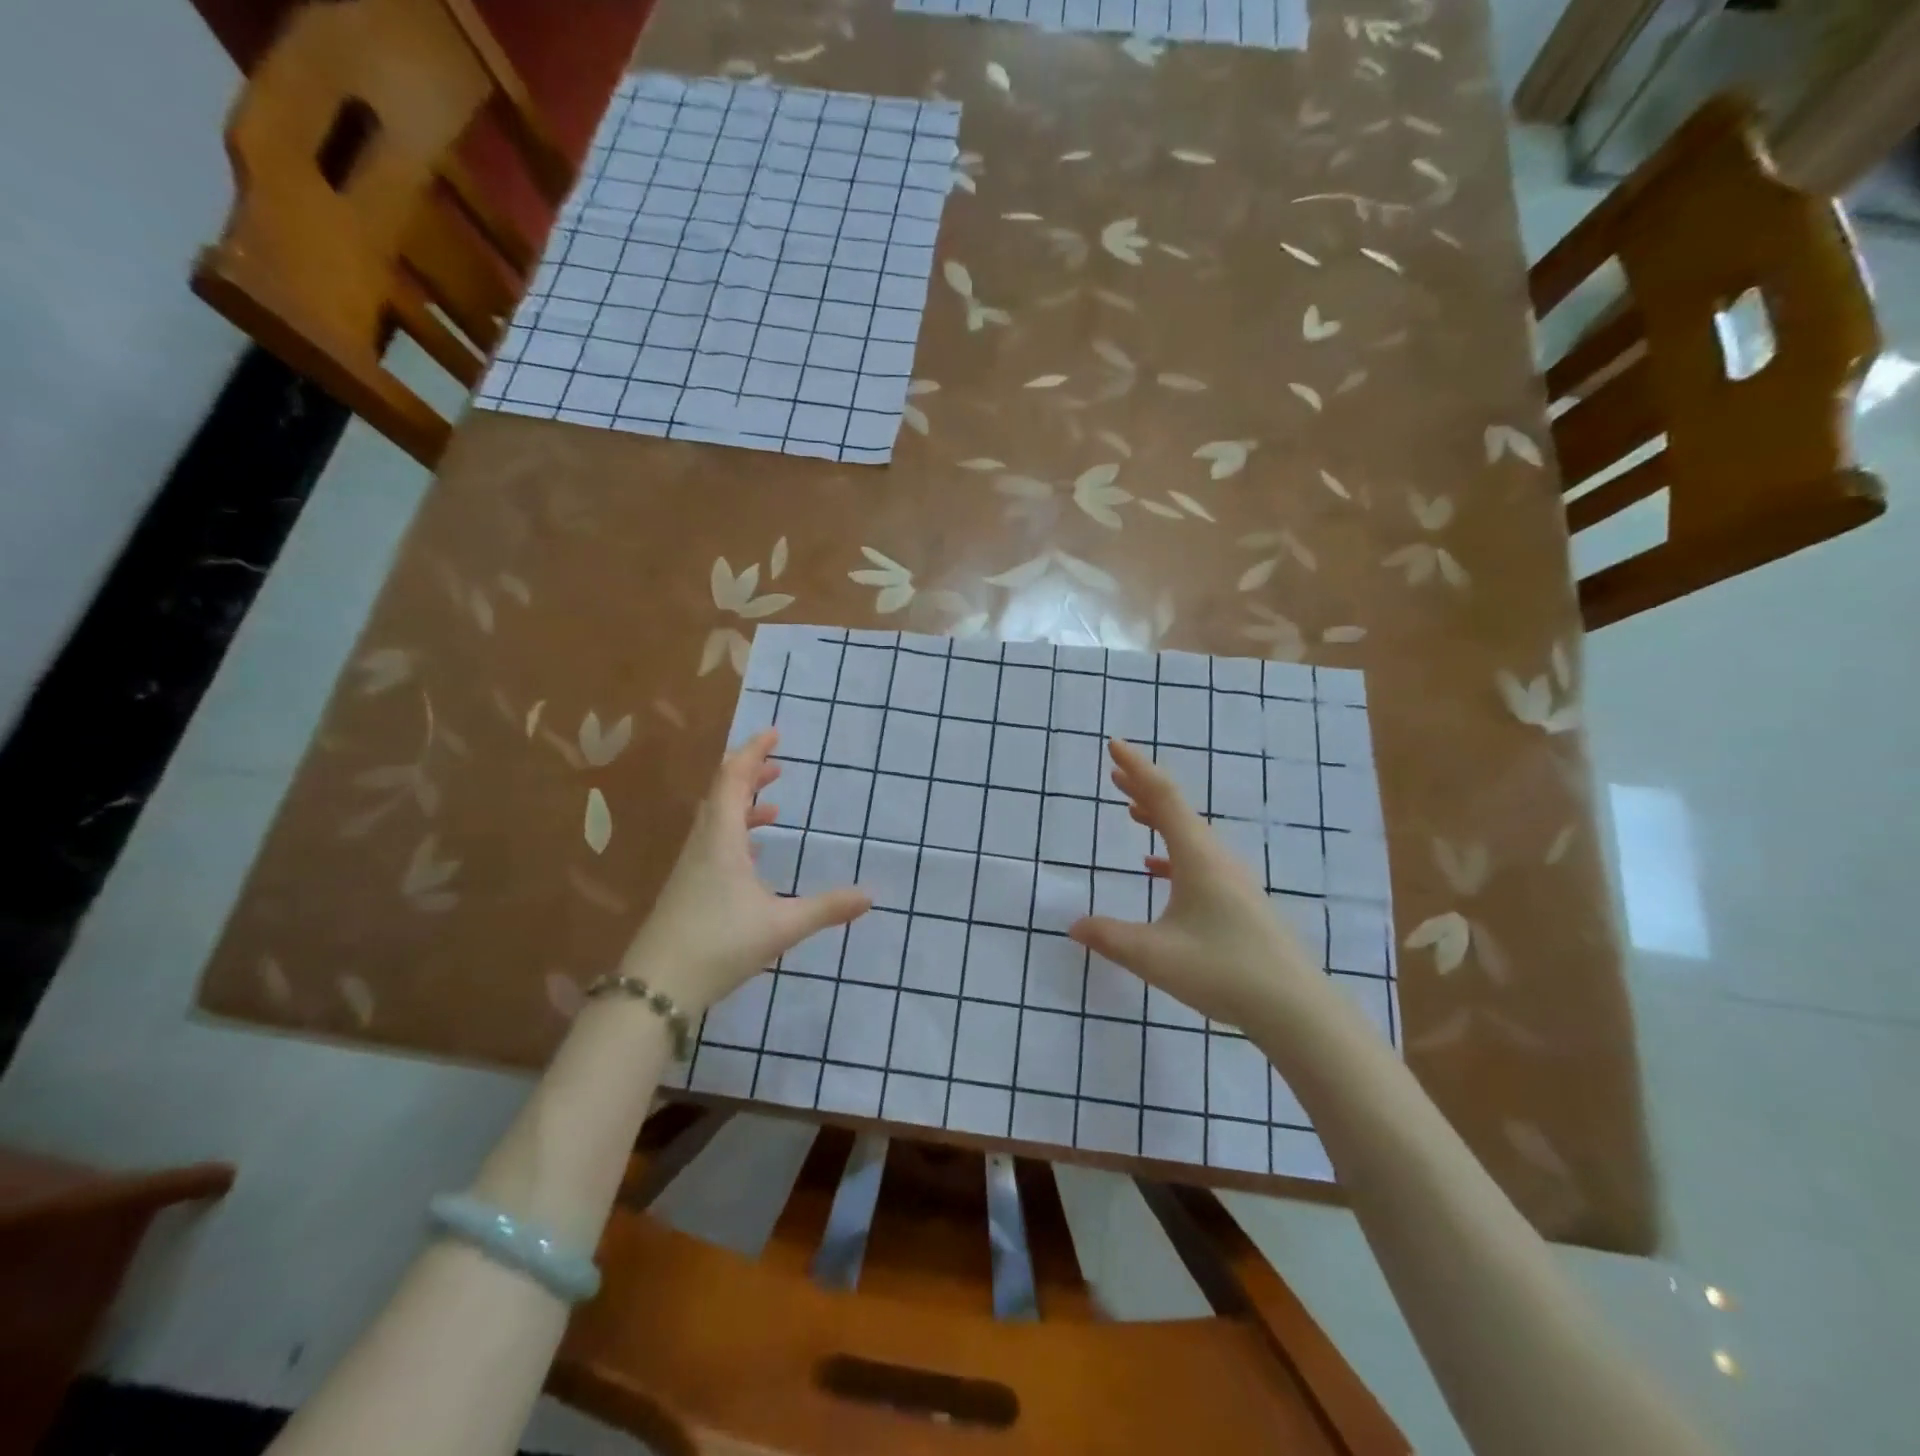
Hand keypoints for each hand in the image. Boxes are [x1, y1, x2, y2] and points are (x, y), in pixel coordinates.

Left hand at [620, 729, 870, 1011]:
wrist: (656, 989)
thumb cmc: (719, 945)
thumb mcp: (781, 926)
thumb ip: (826, 908)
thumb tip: (870, 896)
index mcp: (722, 840)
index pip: (733, 779)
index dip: (752, 752)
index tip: (773, 734)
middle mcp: (703, 845)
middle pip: (721, 794)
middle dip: (749, 775)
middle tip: (777, 766)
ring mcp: (690, 868)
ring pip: (715, 821)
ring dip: (742, 806)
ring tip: (772, 809)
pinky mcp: (686, 890)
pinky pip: (712, 845)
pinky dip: (735, 835)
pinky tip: (753, 858)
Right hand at [1069, 738, 1318, 1030]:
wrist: (1295, 1008)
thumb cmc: (1222, 970)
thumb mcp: (1153, 955)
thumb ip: (1108, 937)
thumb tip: (1073, 926)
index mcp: (1197, 856)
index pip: (1163, 796)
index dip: (1137, 767)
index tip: (1113, 745)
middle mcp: (1217, 858)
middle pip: (1177, 809)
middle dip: (1143, 787)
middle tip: (1115, 772)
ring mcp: (1232, 879)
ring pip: (1188, 834)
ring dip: (1158, 818)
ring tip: (1131, 810)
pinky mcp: (1239, 901)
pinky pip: (1198, 859)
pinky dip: (1171, 851)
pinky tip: (1155, 868)